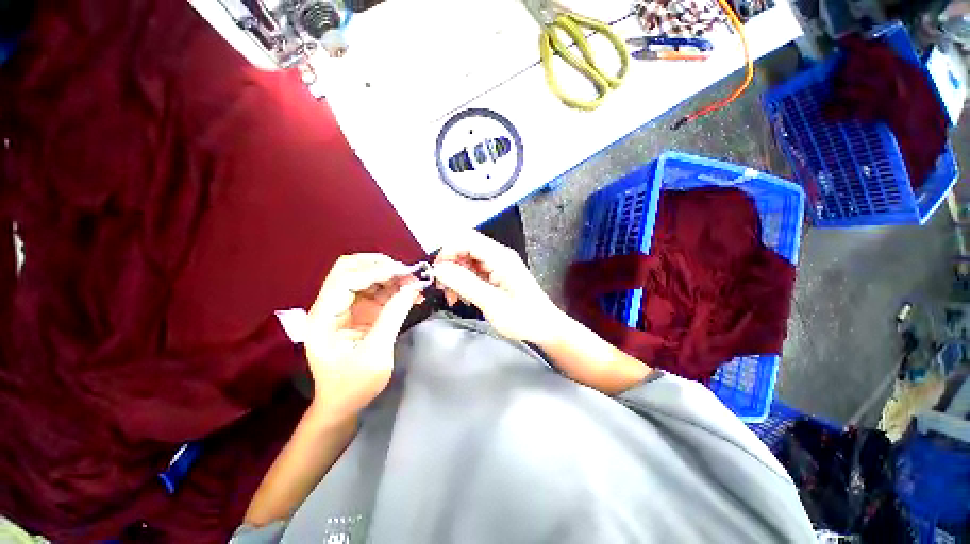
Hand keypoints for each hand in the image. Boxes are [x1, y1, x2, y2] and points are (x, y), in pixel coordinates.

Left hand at [304, 254, 421, 421]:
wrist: (342, 405)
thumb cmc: (353, 385)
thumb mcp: (375, 353)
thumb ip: (393, 317)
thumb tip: (412, 288)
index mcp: (324, 317)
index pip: (345, 280)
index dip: (375, 271)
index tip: (403, 273)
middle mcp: (331, 306)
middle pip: (350, 270)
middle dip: (379, 266)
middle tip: (406, 272)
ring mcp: (345, 308)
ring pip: (365, 277)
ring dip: (389, 275)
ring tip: (413, 281)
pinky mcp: (359, 313)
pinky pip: (376, 291)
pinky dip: (393, 288)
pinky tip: (409, 292)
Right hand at [433, 231, 564, 343]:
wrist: (545, 327)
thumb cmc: (523, 317)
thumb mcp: (492, 303)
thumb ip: (465, 283)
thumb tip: (439, 269)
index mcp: (500, 257)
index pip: (466, 239)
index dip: (447, 252)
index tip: (438, 274)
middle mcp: (498, 255)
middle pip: (465, 247)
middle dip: (450, 265)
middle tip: (443, 288)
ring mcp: (498, 264)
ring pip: (467, 259)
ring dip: (455, 275)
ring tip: (454, 297)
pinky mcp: (497, 273)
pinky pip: (473, 270)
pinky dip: (464, 281)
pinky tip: (464, 297)